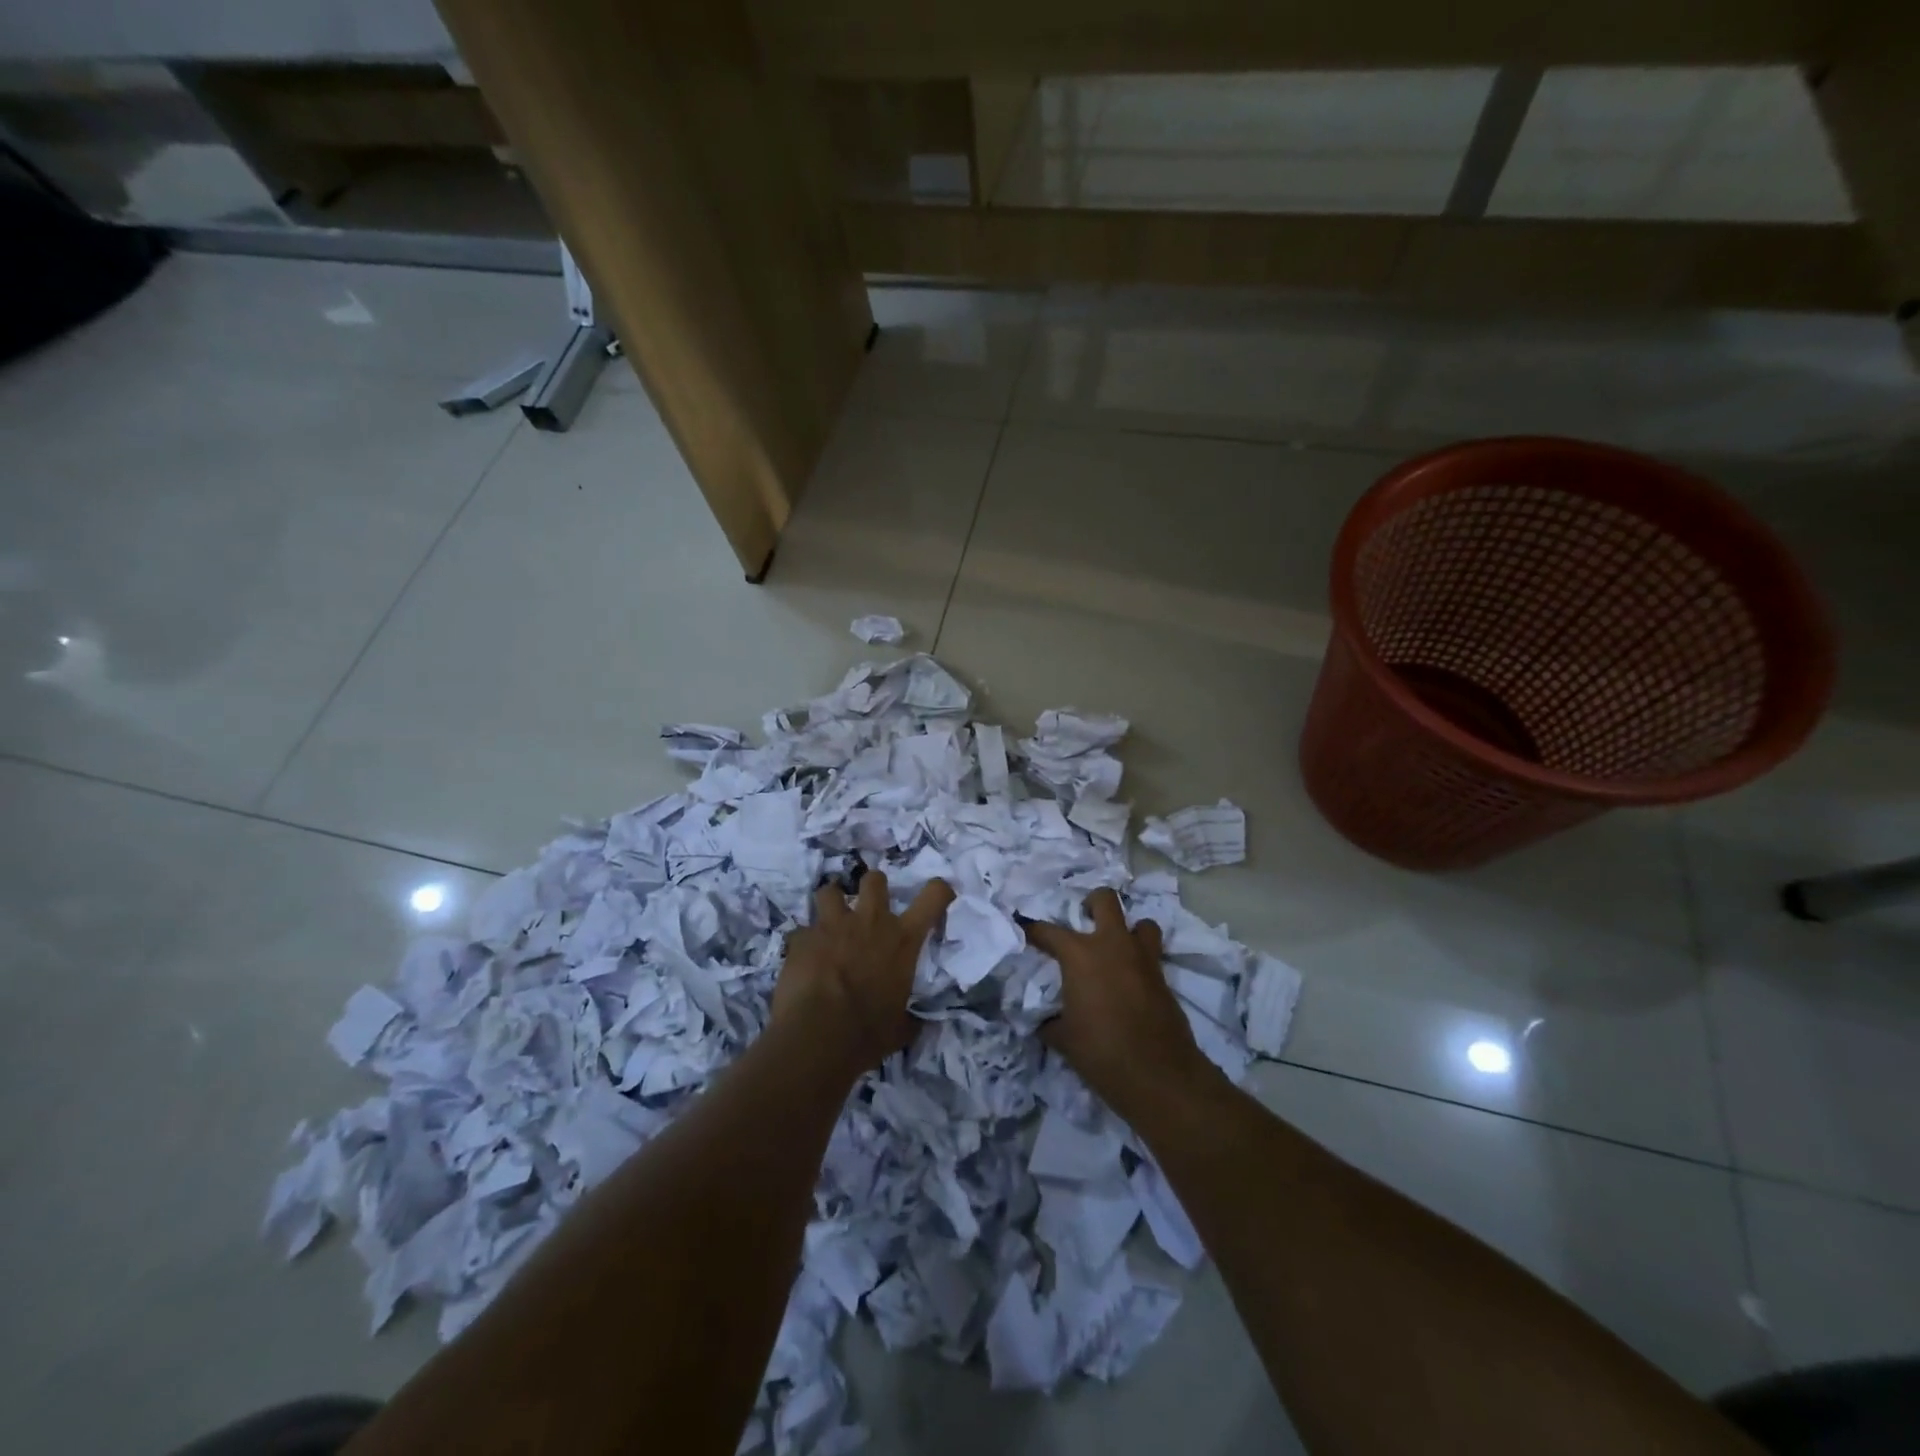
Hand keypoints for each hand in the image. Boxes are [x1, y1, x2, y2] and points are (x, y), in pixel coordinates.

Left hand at [774, 872, 954, 1074]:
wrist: (817, 1036)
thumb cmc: (867, 1033)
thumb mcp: (900, 1028)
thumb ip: (909, 1019)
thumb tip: (916, 1024)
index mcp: (903, 940)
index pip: (933, 896)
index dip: (939, 890)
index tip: (938, 894)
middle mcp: (870, 922)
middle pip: (874, 879)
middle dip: (872, 886)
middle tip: (869, 906)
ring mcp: (833, 925)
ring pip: (830, 891)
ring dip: (831, 904)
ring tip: (829, 922)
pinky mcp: (802, 938)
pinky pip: (801, 931)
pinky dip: (803, 942)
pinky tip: (802, 959)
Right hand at [1022, 888, 1213, 1119]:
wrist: (1158, 1075)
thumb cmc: (1101, 1053)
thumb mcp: (1063, 1039)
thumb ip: (1048, 1021)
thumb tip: (1041, 1020)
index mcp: (1080, 955)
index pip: (1048, 931)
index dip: (1032, 929)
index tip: (1023, 928)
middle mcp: (1112, 945)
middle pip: (1104, 900)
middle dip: (1092, 903)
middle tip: (1083, 920)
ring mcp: (1143, 958)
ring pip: (1141, 922)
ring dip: (1128, 930)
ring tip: (1116, 948)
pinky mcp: (1163, 977)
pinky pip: (1152, 954)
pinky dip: (1141, 959)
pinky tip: (1131, 980)